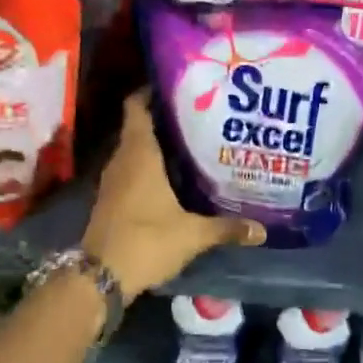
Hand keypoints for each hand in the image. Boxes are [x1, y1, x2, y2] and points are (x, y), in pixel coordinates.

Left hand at [82, 90, 264, 299]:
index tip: (176, 85)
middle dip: (165, 118)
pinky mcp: (112, 200)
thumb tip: (262, 230)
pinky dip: (150, 167)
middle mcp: (123, 161)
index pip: (136, 108)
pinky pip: (132, 171)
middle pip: (139, 127)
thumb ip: (227, 228)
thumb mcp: (193, 235)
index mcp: (139, 155)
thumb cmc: (146, 241)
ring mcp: (114, 181)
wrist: (100, 277)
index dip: (150, 91)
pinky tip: (174, 177)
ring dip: (157, 144)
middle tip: (199, 114)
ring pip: (135, 151)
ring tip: (192, 141)